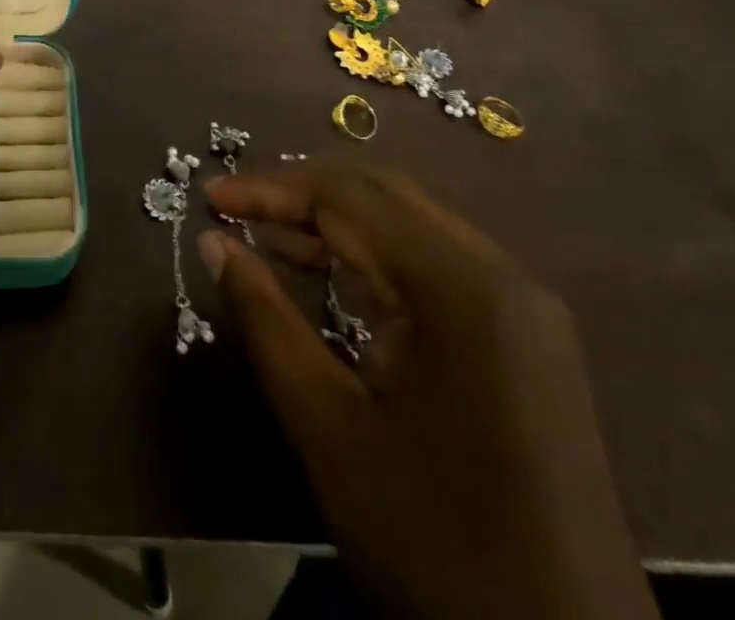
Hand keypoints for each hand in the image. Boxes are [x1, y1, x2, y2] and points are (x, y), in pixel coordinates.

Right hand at [202, 164, 655, 619]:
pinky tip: (332, 275)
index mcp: (460, 289)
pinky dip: (374, 256)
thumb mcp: (328, 427)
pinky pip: (435, 264)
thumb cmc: (434, 544)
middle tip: (234, 212)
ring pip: (409, 225)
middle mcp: (500, 276)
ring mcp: (522, 306)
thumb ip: (265, 319)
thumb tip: (213, 244)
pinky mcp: (526, 337)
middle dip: (301, 195)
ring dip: (336, 223)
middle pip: (382, 197)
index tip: (208, 198)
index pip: (347, 199)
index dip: (270, 189)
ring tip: (267, 239)